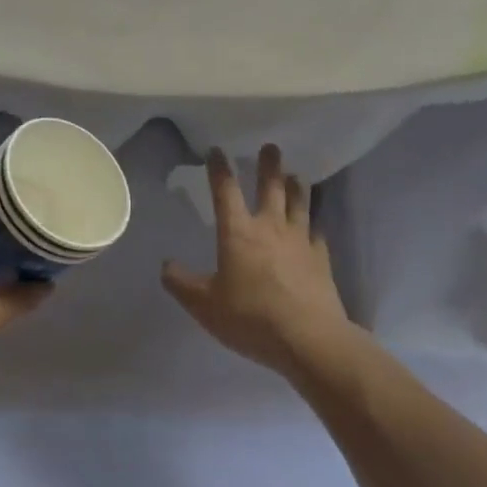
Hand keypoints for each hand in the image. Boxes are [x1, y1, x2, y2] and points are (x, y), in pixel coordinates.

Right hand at [162, 145, 350, 377]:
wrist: (308, 338)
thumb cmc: (250, 318)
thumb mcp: (204, 305)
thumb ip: (182, 284)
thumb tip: (165, 265)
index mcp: (238, 233)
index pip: (226, 191)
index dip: (220, 169)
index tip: (217, 150)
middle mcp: (270, 227)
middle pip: (271, 187)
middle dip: (269, 165)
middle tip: (271, 147)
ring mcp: (300, 241)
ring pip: (299, 203)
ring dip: (296, 187)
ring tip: (296, 175)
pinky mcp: (321, 259)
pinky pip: (317, 234)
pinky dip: (314, 226)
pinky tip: (315, 227)